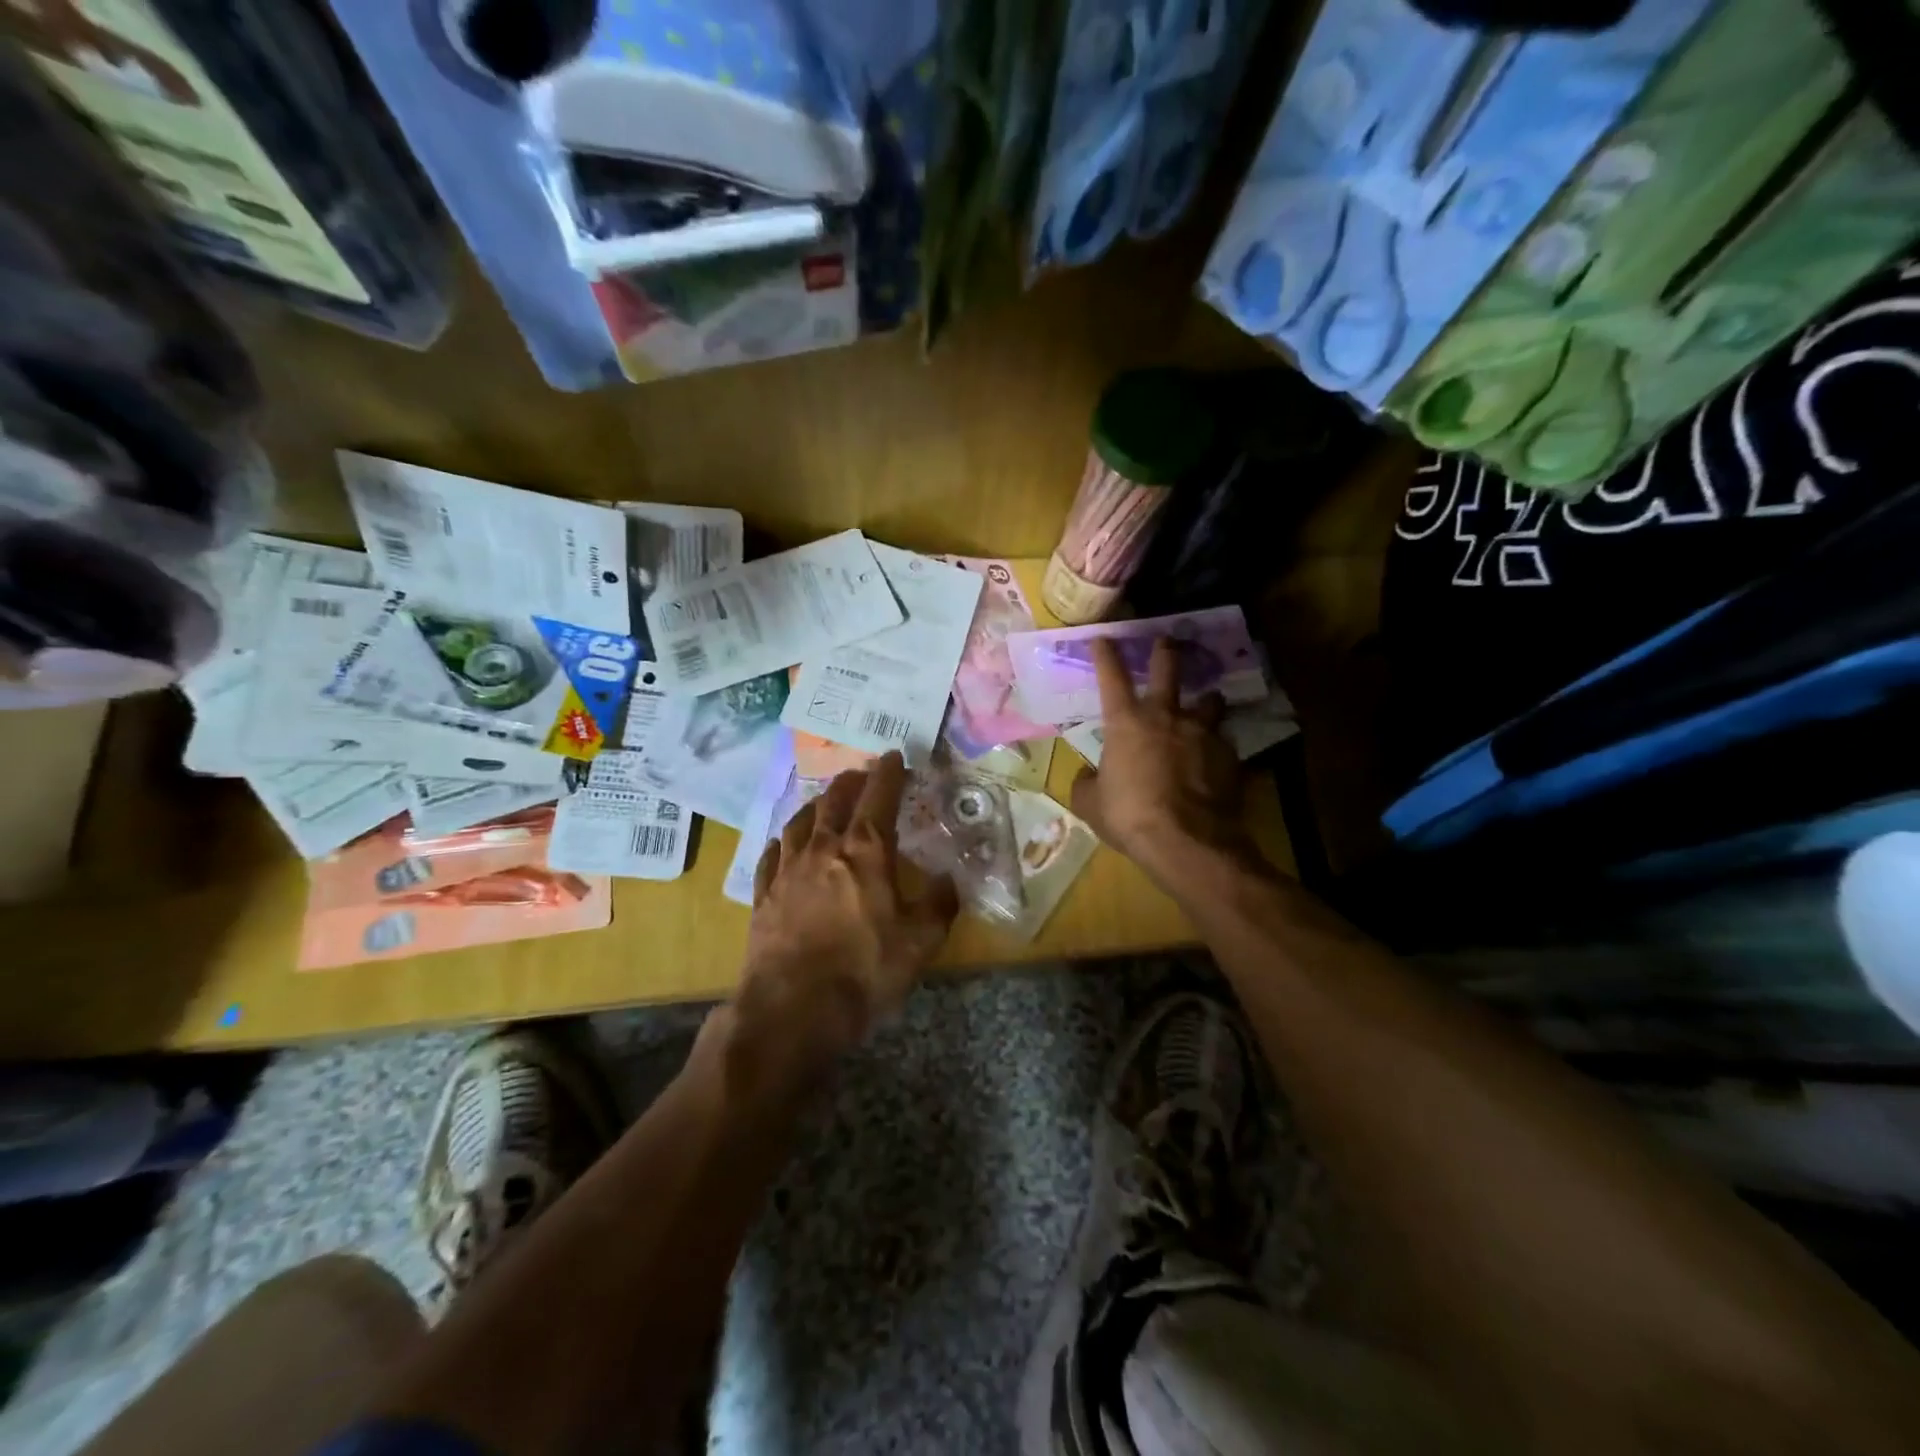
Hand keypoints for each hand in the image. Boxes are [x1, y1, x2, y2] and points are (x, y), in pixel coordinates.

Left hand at [737, 751, 958, 1065]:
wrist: (792, 1010)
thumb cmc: (864, 970)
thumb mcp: (921, 942)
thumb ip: (939, 904)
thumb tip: (947, 880)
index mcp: (866, 850)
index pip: (880, 795)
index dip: (889, 772)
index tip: (895, 756)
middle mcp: (823, 848)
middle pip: (835, 799)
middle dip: (852, 781)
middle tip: (863, 775)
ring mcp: (787, 870)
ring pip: (800, 821)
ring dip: (816, 805)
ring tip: (825, 802)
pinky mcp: (763, 895)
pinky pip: (772, 855)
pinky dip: (784, 841)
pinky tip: (785, 844)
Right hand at [1070, 638, 1253, 886]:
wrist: (1186, 841)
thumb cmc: (1129, 816)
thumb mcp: (1091, 804)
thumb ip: (1087, 783)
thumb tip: (1089, 776)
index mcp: (1126, 723)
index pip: (1112, 677)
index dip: (1106, 654)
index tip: (1104, 637)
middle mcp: (1166, 716)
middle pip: (1169, 669)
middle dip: (1166, 651)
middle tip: (1168, 642)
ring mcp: (1202, 733)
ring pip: (1210, 700)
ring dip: (1206, 700)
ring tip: (1206, 704)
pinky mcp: (1229, 755)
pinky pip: (1223, 740)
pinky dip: (1217, 745)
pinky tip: (1216, 759)